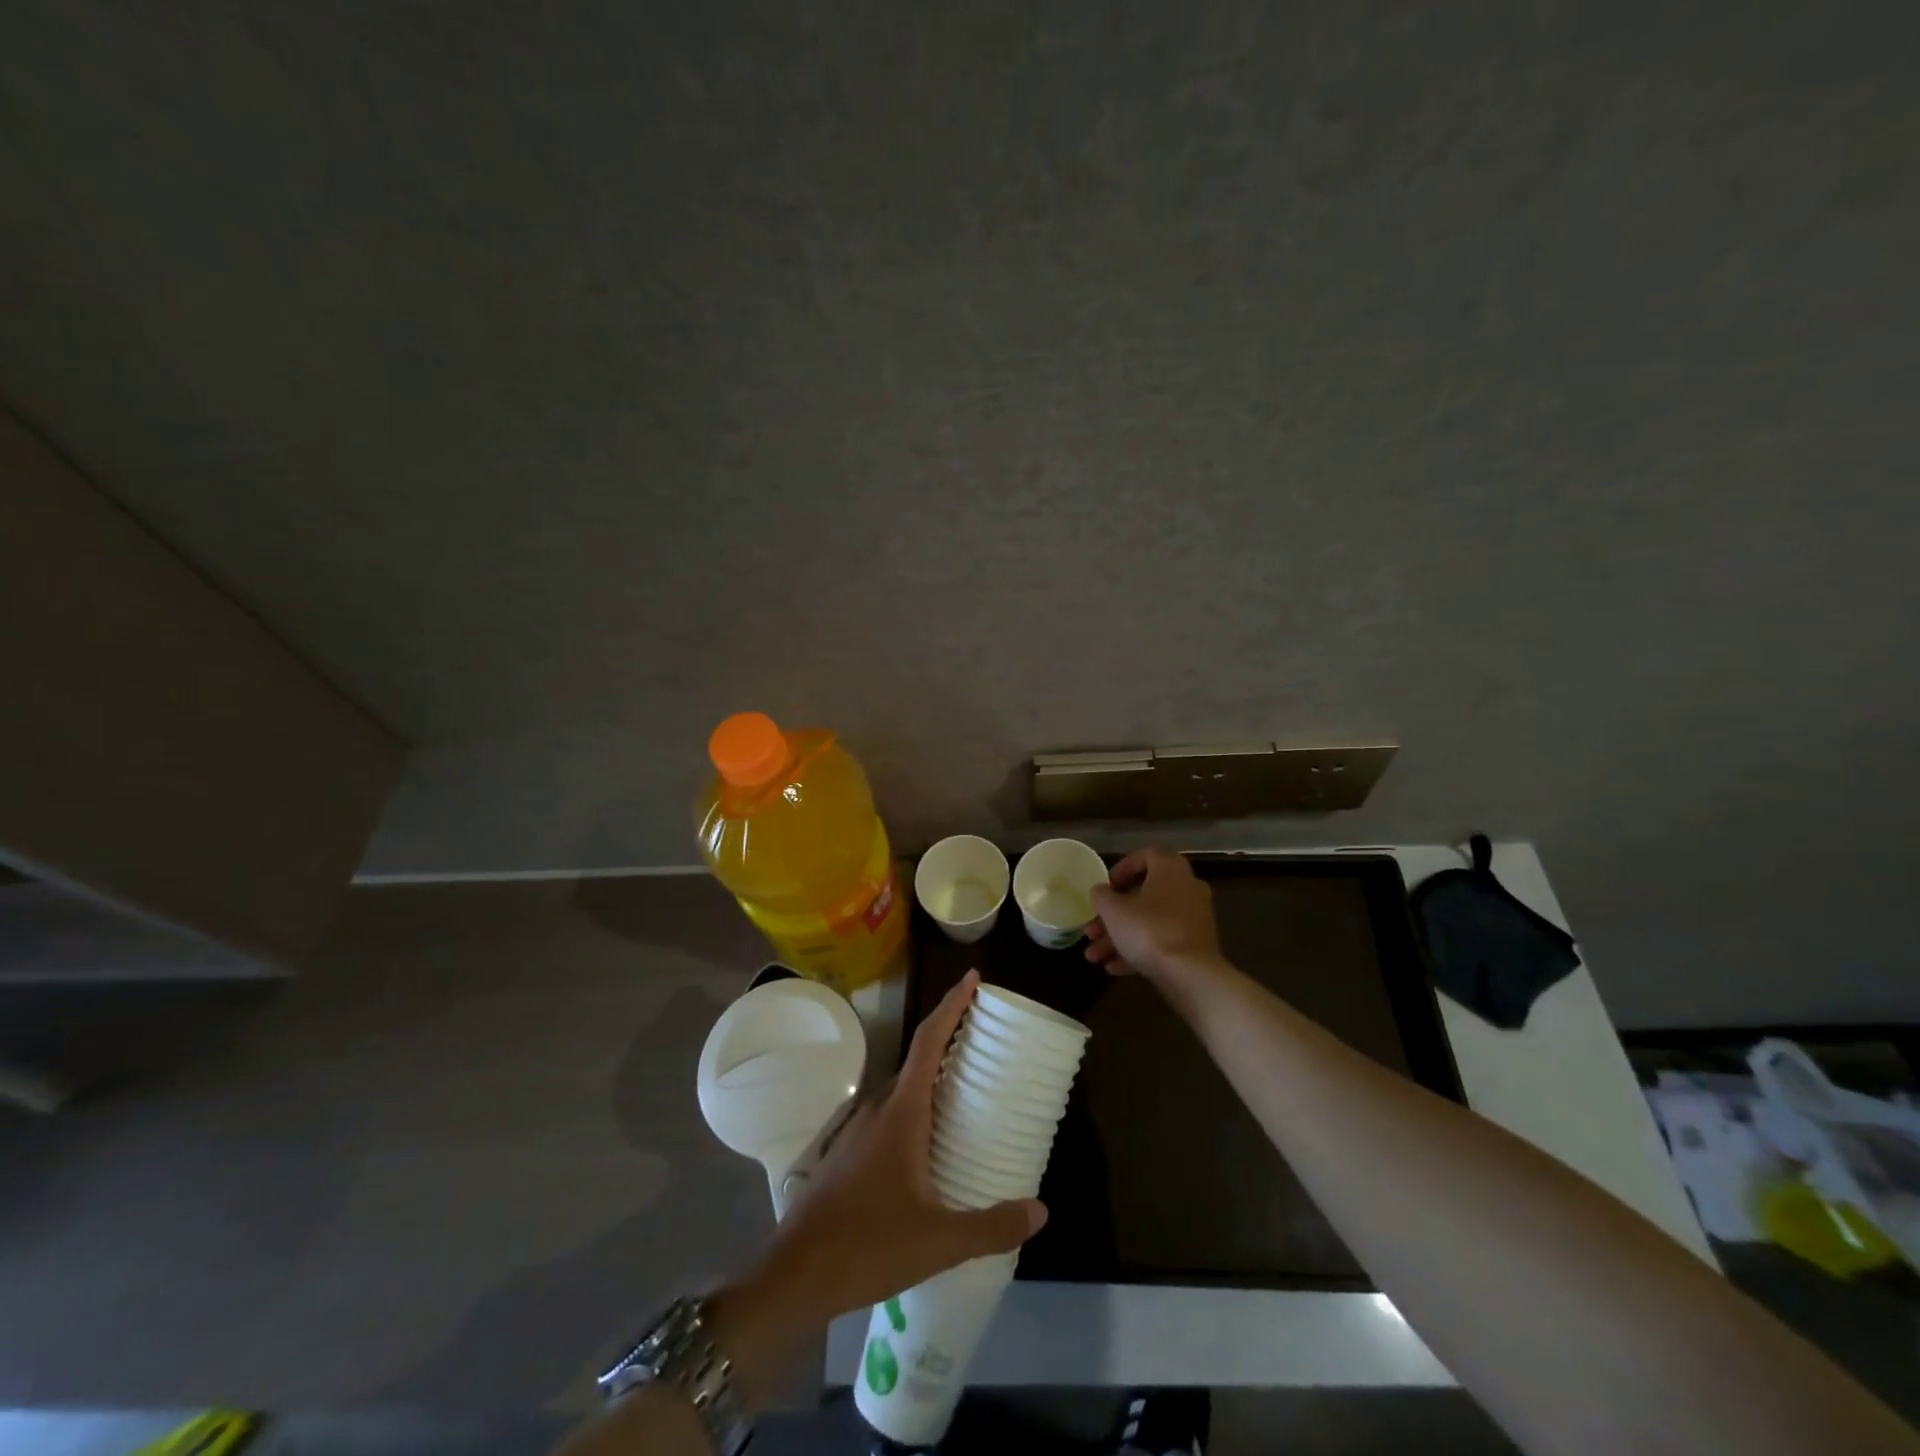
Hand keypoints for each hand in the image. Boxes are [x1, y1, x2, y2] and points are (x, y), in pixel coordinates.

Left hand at [741, 971, 1047, 1331]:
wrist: (795, 1275)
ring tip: (965, 1089)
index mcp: (901, 1112)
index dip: (952, 1005)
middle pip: (918, 1060)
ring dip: (932, 1079)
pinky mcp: (848, 1153)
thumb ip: (991, 1225)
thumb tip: (1040, 1211)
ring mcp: (857, 1129)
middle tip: (984, 1037)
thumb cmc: (868, 1245)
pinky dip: (915, 1109)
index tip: (973, 978)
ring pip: (902, 1090)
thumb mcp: (939, 1241)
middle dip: (950, 1040)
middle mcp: (878, 1108)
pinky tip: (929, 1143)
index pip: (929, 1041)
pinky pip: (889, 1115)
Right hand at [1085, 846, 1223, 984]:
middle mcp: (1186, 888)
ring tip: (1094, 957)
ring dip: (1120, 937)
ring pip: (1149, 922)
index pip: (1146, 855)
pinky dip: (1139, 950)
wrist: (1191, 975)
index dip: (1121, 868)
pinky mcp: (1195, 945)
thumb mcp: (1114, 910)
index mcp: (1170, 870)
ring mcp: (1193, 919)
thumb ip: (1102, 896)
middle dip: (1112, 916)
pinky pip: (1162, 941)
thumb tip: (1101, 891)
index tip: (1105, 887)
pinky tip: (1114, 968)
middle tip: (1091, 931)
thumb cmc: (1149, 930)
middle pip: (1142, 896)